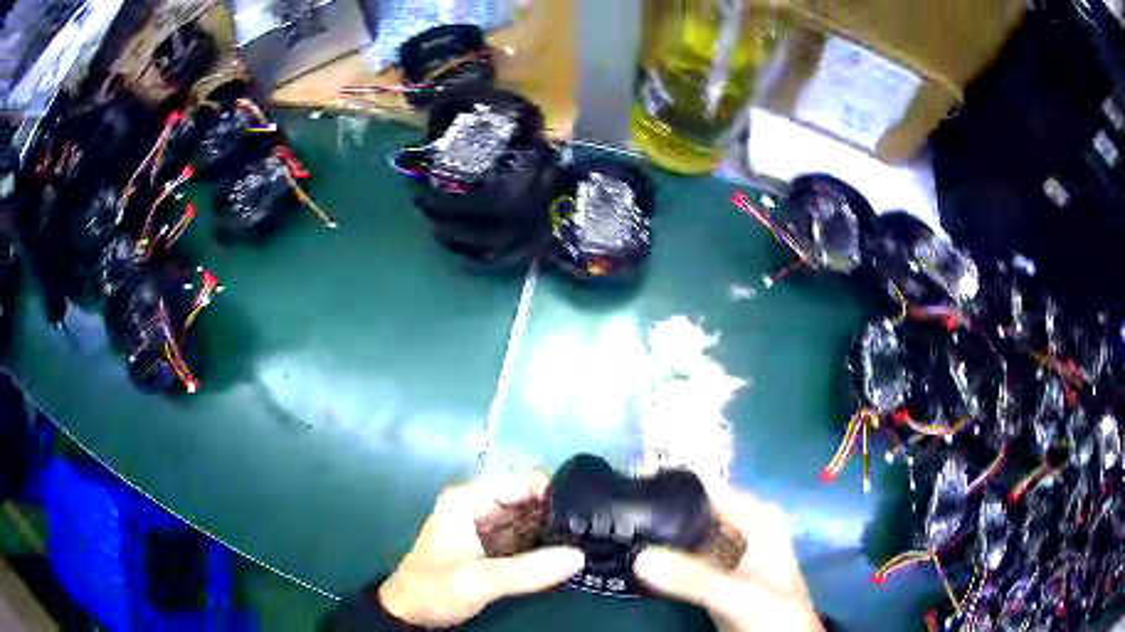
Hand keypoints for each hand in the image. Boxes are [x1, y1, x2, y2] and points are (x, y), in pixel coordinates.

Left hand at [378, 472, 585, 626]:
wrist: (410, 614)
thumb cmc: (435, 588)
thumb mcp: (481, 580)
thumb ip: (529, 570)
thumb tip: (580, 557)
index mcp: (470, 500)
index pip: (524, 483)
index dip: (557, 493)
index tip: (592, 510)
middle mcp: (480, 507)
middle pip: (530, 502)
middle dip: (560, 514)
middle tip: (598, 529)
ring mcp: (486, 528)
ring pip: (530, 522)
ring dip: (555, 532)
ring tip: (593, 540)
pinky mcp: (492, 549)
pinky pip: (526, 541)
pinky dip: (544, 547)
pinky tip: (569, 555)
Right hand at [634, 487, 822, 631]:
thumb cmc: (774, 613)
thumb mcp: (737, 594)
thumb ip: (693, 578)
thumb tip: (637, 557)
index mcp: (757, 517)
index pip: (708, 489)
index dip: (670, 487)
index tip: (628, 491)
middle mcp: (743, 525)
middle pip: (695, 510)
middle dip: (659, 511)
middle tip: (615, 515)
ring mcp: (729, 550)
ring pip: (688, 533)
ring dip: (659, 535)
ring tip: (618, 531)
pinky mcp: (716, 572)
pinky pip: (685, 556)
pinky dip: (664, 557)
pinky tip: (635, 556)